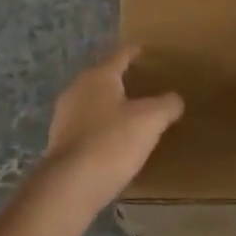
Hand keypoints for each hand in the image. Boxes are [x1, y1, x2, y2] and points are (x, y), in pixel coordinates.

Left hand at [35, 46, 184, 220]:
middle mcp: (77, 90)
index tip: (143, 49)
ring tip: (131, 113)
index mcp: (98, 76)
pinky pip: (87, 126)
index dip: (133, 51)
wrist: (70, 186)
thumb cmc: (112, 142)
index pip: (120, 55)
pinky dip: (101, 128)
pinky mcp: (60, 142)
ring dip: (110, 105)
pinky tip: (114, 141)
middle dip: (121, 79)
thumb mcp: (150, 121)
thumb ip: (166, 105)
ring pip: (93, 102)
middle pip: (103, 78)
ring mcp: (64, 116)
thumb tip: (175, 99)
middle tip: (143, 83)